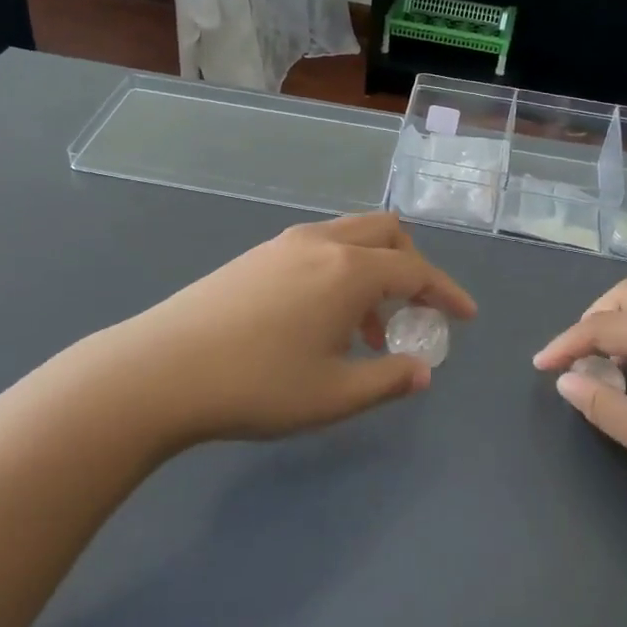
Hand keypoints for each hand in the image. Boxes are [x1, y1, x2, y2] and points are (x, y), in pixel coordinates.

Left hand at [84, 213, 475, 446]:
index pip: (415, 270)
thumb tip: (422, 370)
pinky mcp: (255, 256)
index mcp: (348, 271)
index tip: (465, 316)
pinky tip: (320, 320)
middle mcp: (321, 243)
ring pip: (348, 237)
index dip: (445, 292)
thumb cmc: (257, 386)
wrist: (161, 370)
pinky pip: (317, 248)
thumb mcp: (334, 395)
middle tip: (414, 310)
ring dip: (372, 271)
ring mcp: (283, 244)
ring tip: (366, 330)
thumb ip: (388, 380)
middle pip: (385, 231)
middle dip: (411, 264)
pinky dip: (339, 271)